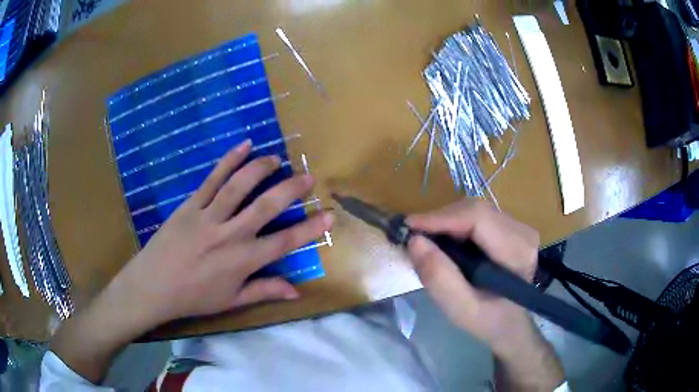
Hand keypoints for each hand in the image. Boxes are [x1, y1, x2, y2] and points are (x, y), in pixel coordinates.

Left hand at [51, 140, 332, 381]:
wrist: (152, 286)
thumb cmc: (193, 297)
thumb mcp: (231, 301)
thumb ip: (264, 291)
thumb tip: (296, 291)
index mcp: (241, 261)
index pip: (284, 243)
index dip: (309, 229)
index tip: (329, 216)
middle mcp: (229, 235)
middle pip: (265, 206)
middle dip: (290, 190)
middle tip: (307, 177)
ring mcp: (208, 216)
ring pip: (239, 186)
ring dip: (260, 168)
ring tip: (276, 158)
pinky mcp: (190, 205)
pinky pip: (212, 178)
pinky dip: (229, 160)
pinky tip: (244, 146)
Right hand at [406, 200, 563, 389]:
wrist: (510, 323)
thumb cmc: (488, 321)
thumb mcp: (461, 309)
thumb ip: (439, 279)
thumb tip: (415, 241)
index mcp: (517, 252)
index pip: (478, 218)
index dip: (441, 217)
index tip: (408, 227)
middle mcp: (522, 232)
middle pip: (474, 210)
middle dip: (440, 220)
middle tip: (414, 239)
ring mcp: (517, 227)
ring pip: (473, 210)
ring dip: (446, 223)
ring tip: (427, 243)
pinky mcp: (510, 227)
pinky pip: (476, 216)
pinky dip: (454, 226)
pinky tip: (445, 244)